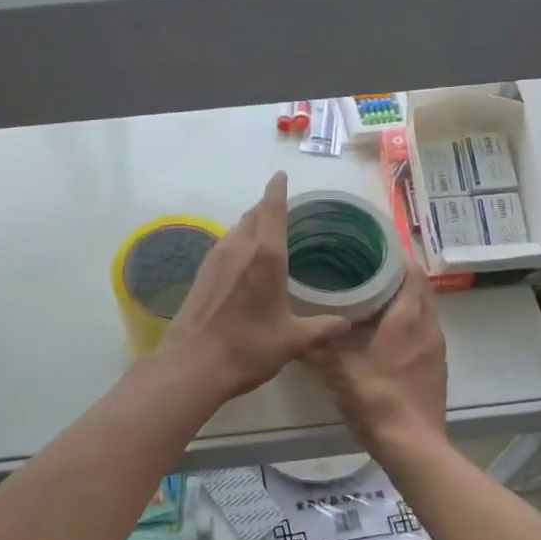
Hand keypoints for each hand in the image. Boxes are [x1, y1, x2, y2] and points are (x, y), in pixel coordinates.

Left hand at [160, 174, 352, 401]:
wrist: (193, 364)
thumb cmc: (248, 347)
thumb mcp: (293, 340)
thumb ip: (323, 328)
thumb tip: (347, 324)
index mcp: (266, 255)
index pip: (272, 208)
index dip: (277, 189)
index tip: (281, 175)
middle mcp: (238, 247)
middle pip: (253, 215)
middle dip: (267, 207)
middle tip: (283, 208)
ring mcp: (215, 259)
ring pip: (236, 229)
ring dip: (251, 225)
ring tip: (266, 233)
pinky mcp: (201, 274)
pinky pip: (224, 245)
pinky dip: (238, 242)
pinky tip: (243, 261)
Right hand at [302, 264, 447, 459]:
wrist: (412, 445)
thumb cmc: (376, 397)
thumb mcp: (335, 368)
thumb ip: (313, 345)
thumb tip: (288, 328)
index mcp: (408, 316)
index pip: (411, 270)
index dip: (393, 256)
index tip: (367, 248)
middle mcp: (428, 325)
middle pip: (417, 288)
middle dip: (393, 277)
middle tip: (361, 271)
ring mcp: (436, 347)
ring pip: (421, 311)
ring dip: (400, 302)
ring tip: (367, 299)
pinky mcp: (435, 366)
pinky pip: (421, 332)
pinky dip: (404, 325)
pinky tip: (380, 335)